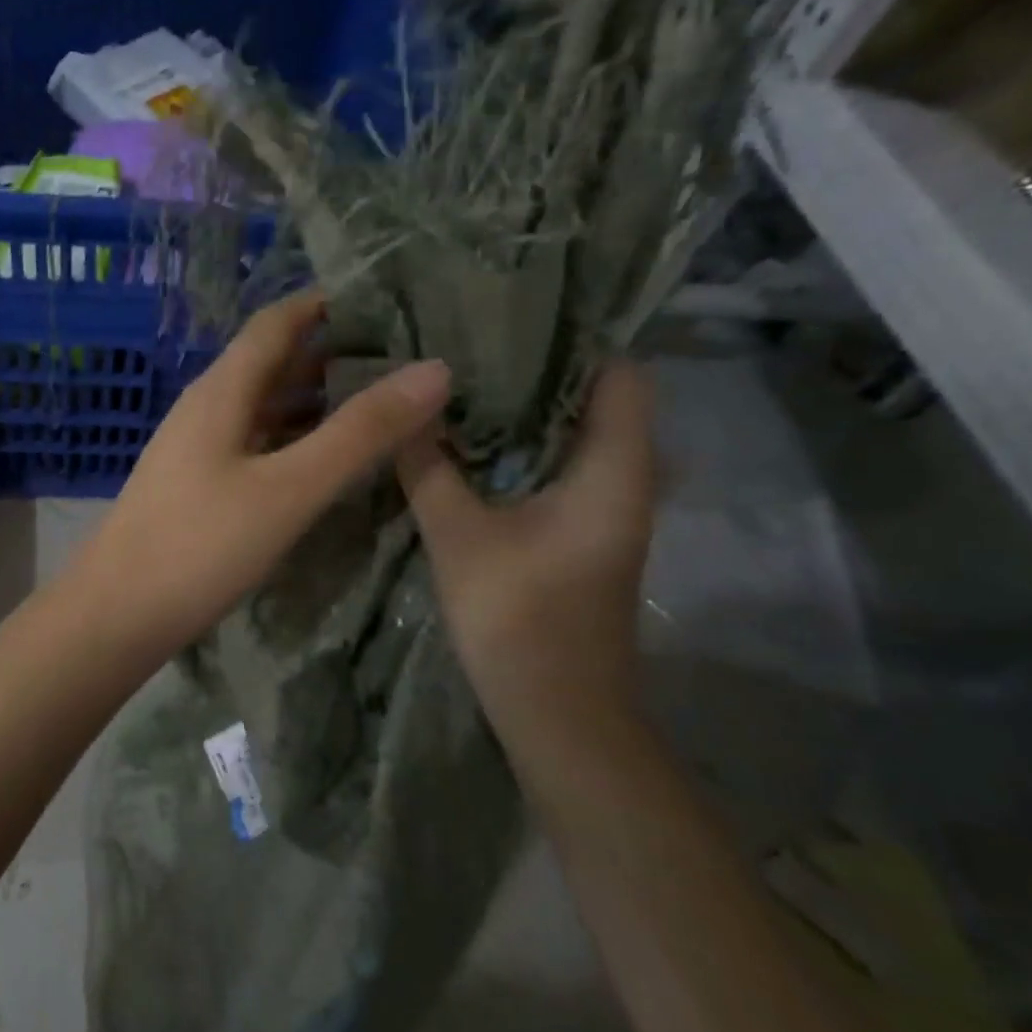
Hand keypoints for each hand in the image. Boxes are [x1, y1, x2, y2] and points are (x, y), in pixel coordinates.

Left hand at [76, 290, 450, 660]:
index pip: (277, 322)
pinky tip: (324, 462)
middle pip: (272, 362)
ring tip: (379, 405)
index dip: (327, 302)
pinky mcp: (196, 487)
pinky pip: (254, 444)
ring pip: (263, 407)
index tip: (388, 299)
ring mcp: (197, 450)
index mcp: (222, 391)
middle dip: (332, 353)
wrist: (115, 615)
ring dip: (315, 400)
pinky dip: (293, 439)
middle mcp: (206, 408)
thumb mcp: (289, 489)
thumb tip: (434, 369)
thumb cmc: (199, 546)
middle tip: (403, 357)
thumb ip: (358, 432)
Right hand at [397, 360, 656, 718]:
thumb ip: (429, 466)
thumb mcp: (458, 534)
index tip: (507, 318)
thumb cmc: (518, 617)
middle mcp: (624, 480)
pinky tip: (467, 445)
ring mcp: (605, 510)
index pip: (619, 374)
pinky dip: (521, 449)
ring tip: (461, 384)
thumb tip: (407, 407)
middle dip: (536, 371)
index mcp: (614, 469)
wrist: (556, 713)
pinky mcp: (581, 534)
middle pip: (595, 401)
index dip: (573, 341)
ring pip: (572, 437)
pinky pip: (557, 469)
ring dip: (525, 412)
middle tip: (468, 346)